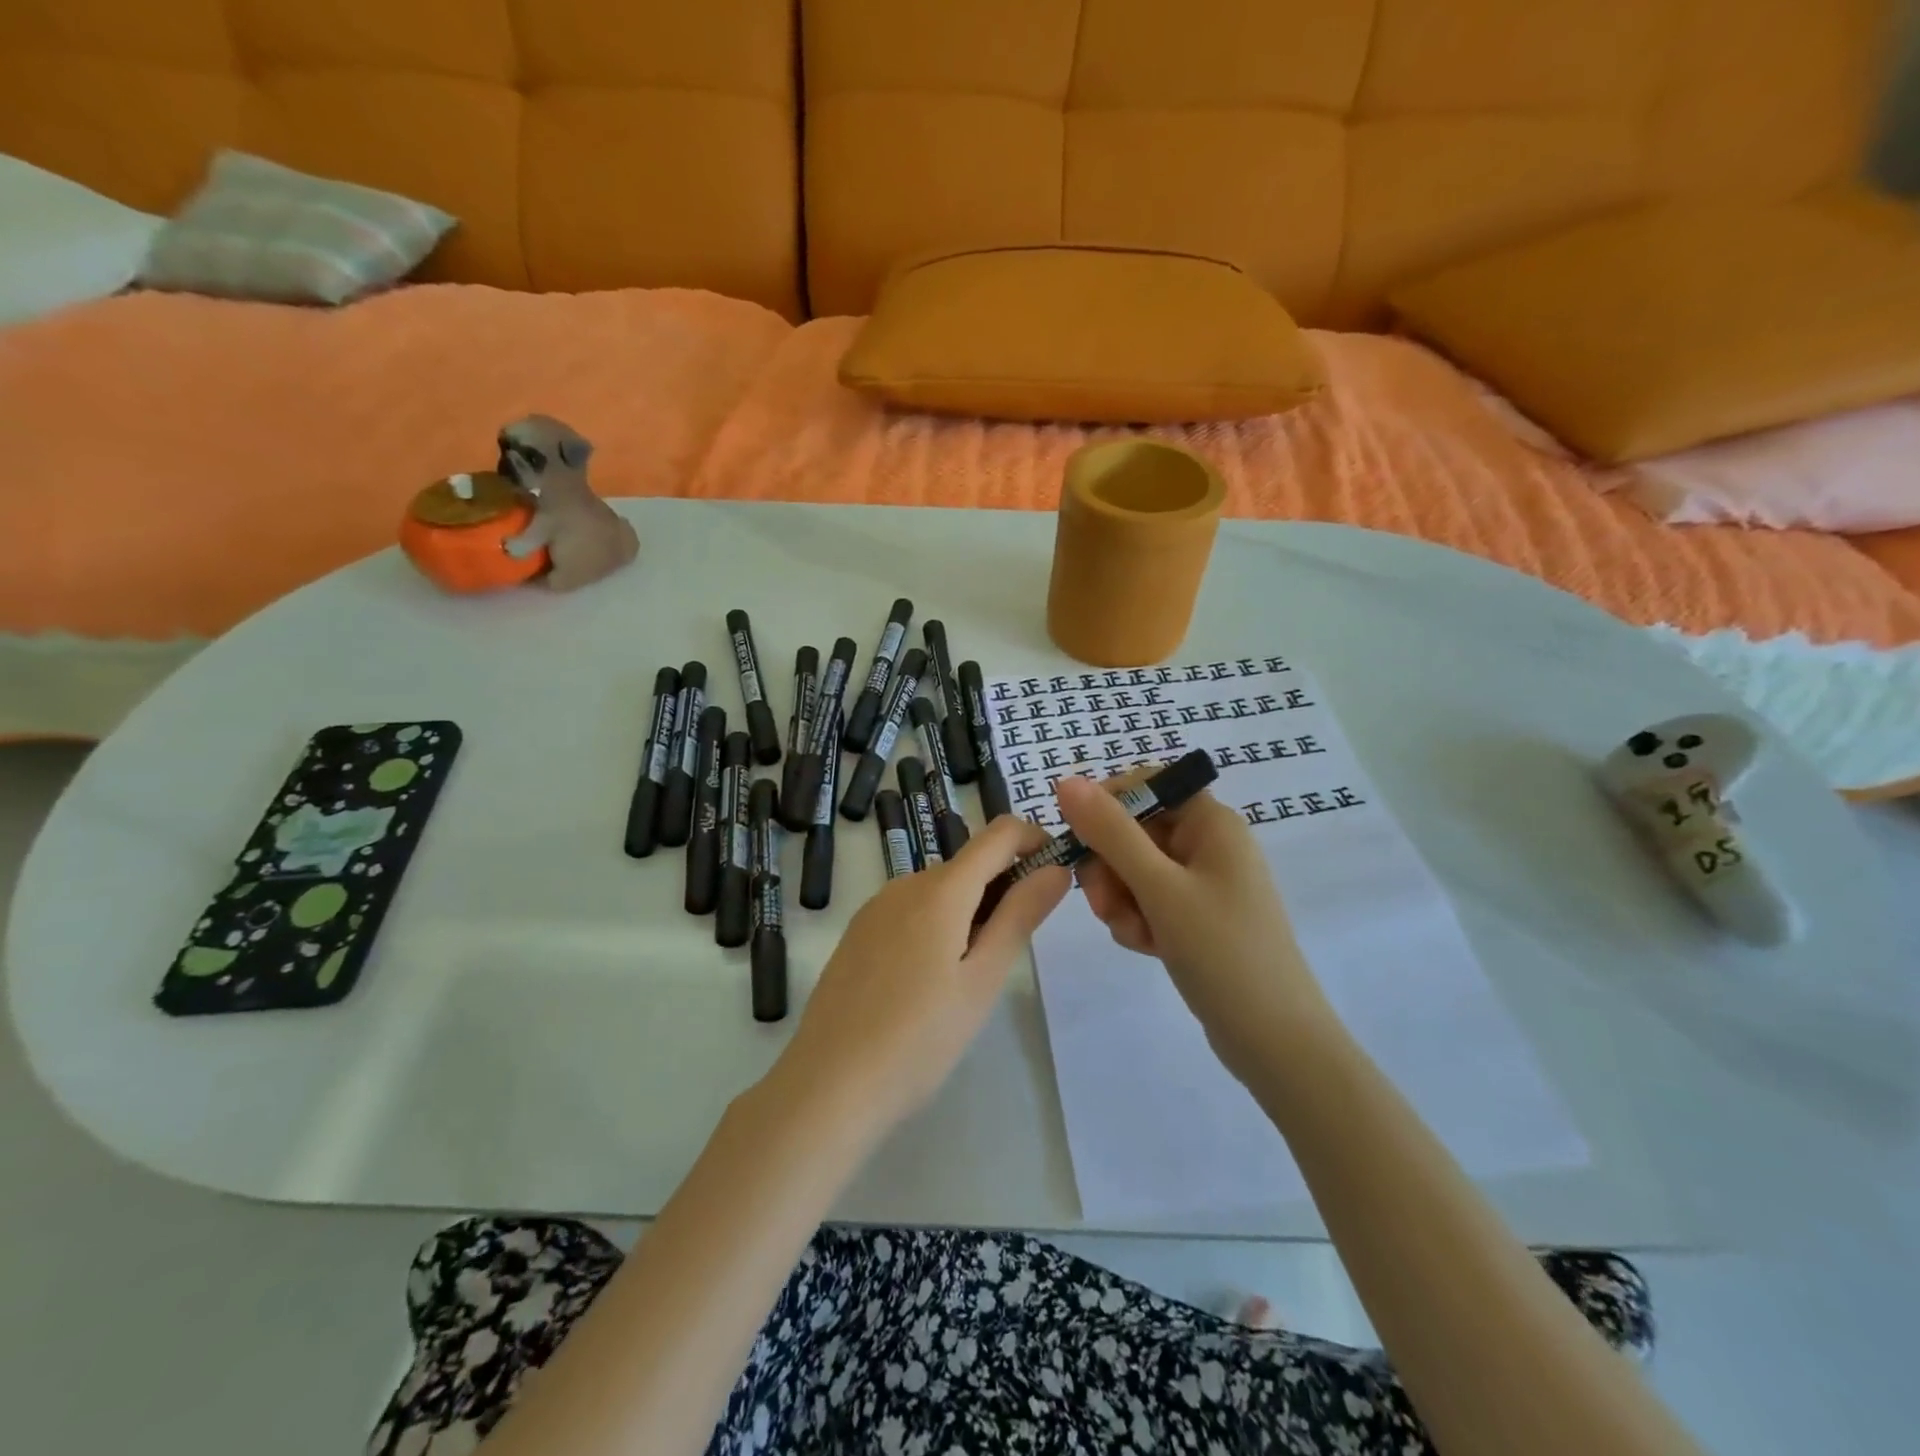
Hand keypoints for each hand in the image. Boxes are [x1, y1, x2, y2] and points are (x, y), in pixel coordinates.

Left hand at [773, 815, 1069, 1135]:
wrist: (829, 1085)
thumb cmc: (919, 1038)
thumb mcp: (983, 980)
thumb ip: (1020, 916)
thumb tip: (1056, 868)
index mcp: (940, 889)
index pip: (999, 833)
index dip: (1035, 840)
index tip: (1056, 876)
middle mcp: (905, 884)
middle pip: (969, 864)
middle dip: (1005, 887)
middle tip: (1016, 950)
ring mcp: (875, 908)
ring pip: (940, 889)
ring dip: (972, 909)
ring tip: (973, 975)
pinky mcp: (858, 933)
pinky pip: (911, 909)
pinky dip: (939, 923)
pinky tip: (931, 980)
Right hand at [1055, 774, 1332, 1081]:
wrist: (1275, 1041)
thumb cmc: (1221, 952)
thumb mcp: (1159, 888)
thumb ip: (1111, 832)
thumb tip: (1066, 780)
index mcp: (1211, 822)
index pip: (1146, 784)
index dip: (1107, 805)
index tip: (1080, 841)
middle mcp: (1209, 843)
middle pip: (1134, 830)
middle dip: (1110, 866)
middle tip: (1103, 903)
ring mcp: (1203, 883)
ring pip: (1134, 869)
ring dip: (1120, 898)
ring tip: (1133, 933)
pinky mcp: (1197, 917)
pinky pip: (1149, 900)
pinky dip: (1138, 919)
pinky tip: (1147, 947)